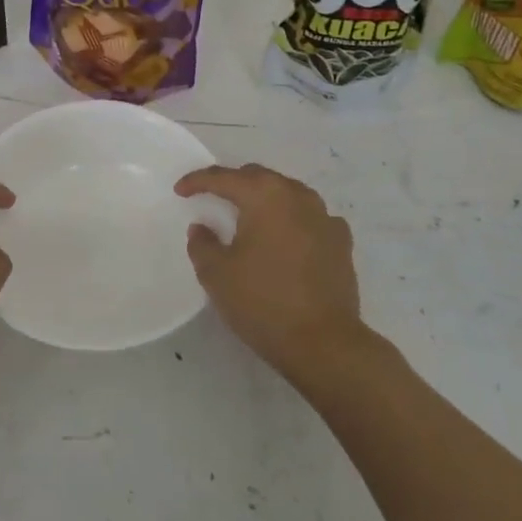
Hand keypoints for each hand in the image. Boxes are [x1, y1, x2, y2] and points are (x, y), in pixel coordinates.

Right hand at [175, 164, 365, 381]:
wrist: (323, 343)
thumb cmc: (263, 302)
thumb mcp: (216, 274)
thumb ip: (202, 244)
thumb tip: (203, 228)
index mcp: (264, 196)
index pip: (224, 178)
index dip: (198, 181)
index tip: (180, 191)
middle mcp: (297, 196)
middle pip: (259, 178)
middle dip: (233, 183)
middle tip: (212, 197)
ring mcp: (325, 217)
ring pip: (287, 193)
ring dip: (264, 198)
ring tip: (248, 215)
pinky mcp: (341, 241)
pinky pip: (310, 217)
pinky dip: (292, 219)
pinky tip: (285, 237)